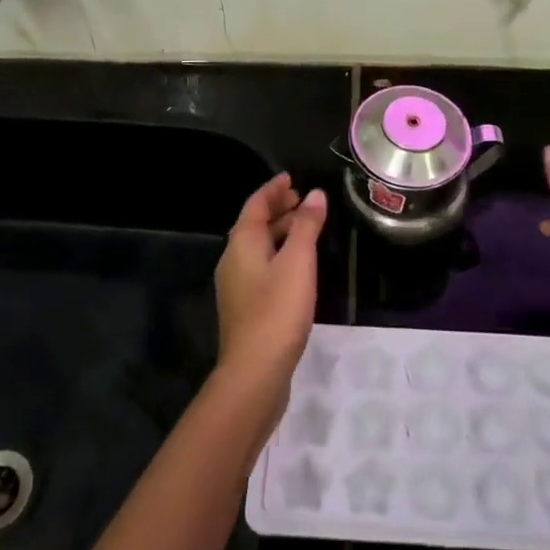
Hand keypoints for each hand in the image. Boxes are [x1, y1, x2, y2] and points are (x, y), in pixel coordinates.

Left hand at [214, 173, 326, 403]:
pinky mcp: (246, 307)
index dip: (273, 189)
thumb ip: (307, 226)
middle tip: (302, 200)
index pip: (255, 204)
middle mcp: (233, 260)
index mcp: (241, 243)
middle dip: (277, 209)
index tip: (291, 178)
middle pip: (254, 225)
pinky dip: (279, 254)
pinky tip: (297, 266)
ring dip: (279, 232)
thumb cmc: (277, 310)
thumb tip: (316, 194)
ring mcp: (237, 285)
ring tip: (306, 228)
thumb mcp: (298, 262)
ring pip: (258, 247)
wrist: (255, 371)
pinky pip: (261, 267)